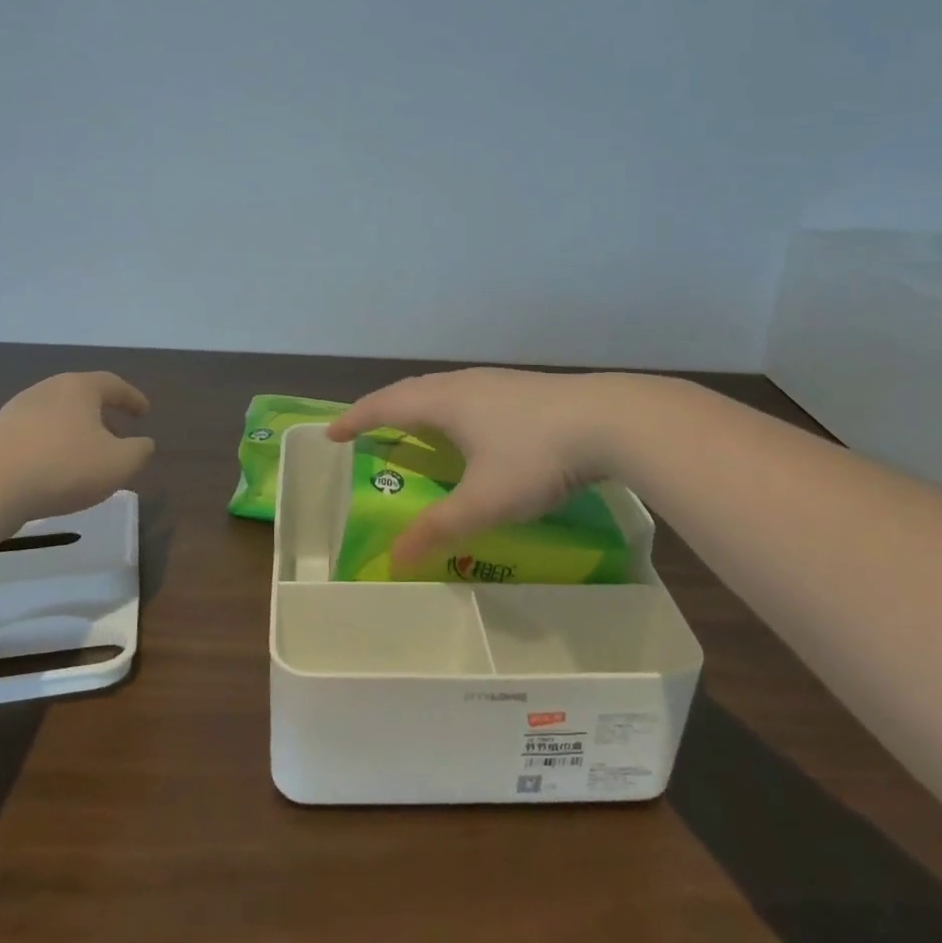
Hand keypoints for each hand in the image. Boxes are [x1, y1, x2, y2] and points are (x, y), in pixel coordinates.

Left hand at [0, 372, 153, 520]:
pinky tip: (52, 468)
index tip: (144, 412)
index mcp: (78, 388)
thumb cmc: (64, 468)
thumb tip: (143, 443)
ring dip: (73, 430)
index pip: (112, 384)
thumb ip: (139, 451)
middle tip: (116, 432)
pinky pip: (32, 435)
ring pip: (55, 415)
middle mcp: (46, 390)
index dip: (131, 398)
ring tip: (84, 454)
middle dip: (101, 413)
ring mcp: (15, 411)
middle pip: (80, 396)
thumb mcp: (118, 464)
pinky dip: (49, 445)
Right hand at [325, 368, 626, 566]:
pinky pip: (467, 394)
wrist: (610, 420)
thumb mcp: (485, 501)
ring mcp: (496, 382)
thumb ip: (439, 529)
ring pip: (442, 389)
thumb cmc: (536, 456)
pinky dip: (447, 409)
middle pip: (411, 390)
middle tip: (365, 430)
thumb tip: (394, 560)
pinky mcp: (523, 388)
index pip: (385, 405)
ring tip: (411, 426)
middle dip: (383, 409)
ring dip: (417, 406)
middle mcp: (465, 384)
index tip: (331, 433)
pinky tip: (469, 428)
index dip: (355, 419)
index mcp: (445, 402)